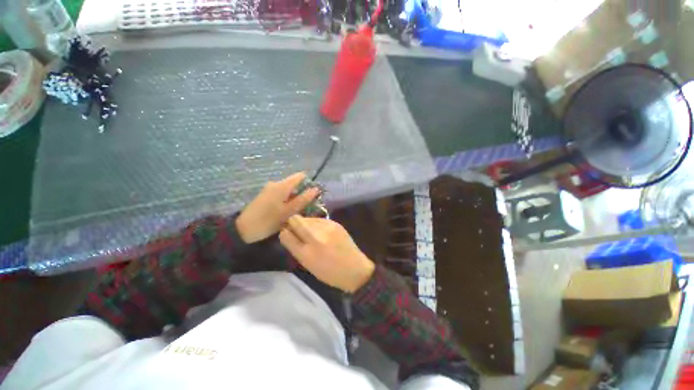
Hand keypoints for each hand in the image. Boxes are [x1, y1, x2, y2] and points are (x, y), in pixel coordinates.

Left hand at [236, 173, 319, 243]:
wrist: (243, 230)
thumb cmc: (269, 220)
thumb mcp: (289, 211)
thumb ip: (303, 199)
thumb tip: (316, 189)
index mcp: (282, 185)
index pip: (300, 176)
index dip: (309, 183)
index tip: (314, 194)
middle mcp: (275, 183)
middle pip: (294, 183)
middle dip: (302, 192)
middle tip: (307, 206)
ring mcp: (269, 189)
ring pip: (288, 190)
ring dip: (295, 198)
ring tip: (297, 211)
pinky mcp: (265, 195)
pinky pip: (281, 194)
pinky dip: (287, 200)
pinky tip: (287, 211)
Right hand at [279, 215, 374, 292]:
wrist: (355, 268)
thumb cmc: (330, 272)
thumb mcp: (308, 265)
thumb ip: (296, 247)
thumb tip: (287, 232)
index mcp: (305, 253)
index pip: (285, 234)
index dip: (285, 232)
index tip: (287, 232)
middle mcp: (315, 237)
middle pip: (295, 219)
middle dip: (293, 223)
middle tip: (298, 229)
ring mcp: (326, 228)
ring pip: (307, 217)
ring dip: (306, 223)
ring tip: (312, 232)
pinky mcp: (335, 223)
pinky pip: (319, 219)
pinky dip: (316, 224)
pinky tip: (323, 231)